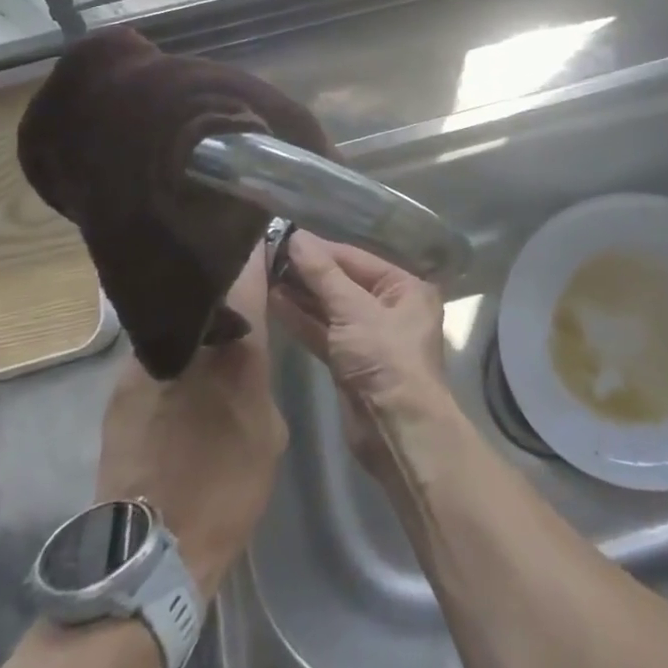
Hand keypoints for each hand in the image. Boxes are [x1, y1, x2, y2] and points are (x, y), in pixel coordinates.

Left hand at [95, 245, 286, 596]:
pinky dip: (173, 348)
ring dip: (196, 316)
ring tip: (210, 324)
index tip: (263, 237)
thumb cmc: (229, 489)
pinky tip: (181, 370)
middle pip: (209, 287)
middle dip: (225, 277)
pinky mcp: (120, 385)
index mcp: (237, 349)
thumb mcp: (270, 429)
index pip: (247, 273)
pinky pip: (155, 350)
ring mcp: (147, 360)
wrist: (152, 550)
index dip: (256, 251)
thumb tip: (248, 352)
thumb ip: (259, 375)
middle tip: (240, 277)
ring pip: (179, 319)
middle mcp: (190, 341)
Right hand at [270, 233, 452, 480]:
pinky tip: (273, 303)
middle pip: (343, 281)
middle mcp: (390, 307)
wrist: (397, 431)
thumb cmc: (385, 359)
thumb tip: (296, 237)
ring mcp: (369, 336)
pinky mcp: (350, 362)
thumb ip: (323, 274)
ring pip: (330, 308)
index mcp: (405, 288)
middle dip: (307, 271)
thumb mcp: (354, 310)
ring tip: (263, 274)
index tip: (282, 236)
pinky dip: (302, 320)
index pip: (355, 259)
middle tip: (266, 254)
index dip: (319, 249)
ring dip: (300, 294)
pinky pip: (324, 332)